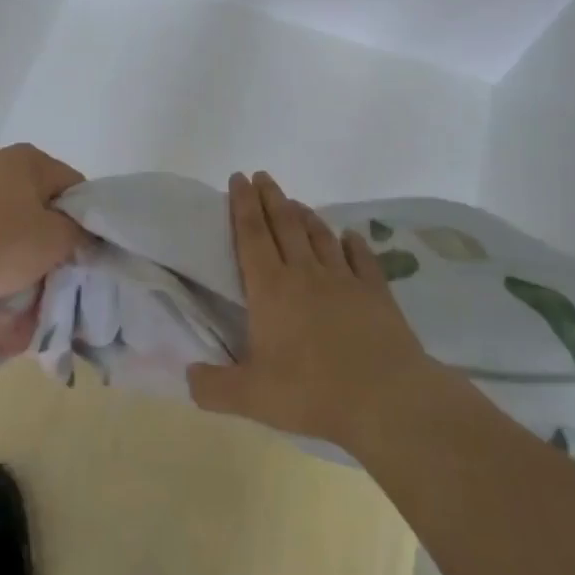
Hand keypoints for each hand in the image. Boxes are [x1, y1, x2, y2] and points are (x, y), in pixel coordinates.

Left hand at [0, 143, 86, 309]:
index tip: (80, 248)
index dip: (83, 217)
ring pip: (9, 213)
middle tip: (52, 262)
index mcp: (28, 158)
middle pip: (38, 198)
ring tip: (19, 272)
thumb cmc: (1, 244)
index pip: (73, 185)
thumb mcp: (56, 240)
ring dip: (19, 238)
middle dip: (48, 229)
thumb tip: (80, 232)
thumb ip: (79, 231)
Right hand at [188, 172, 435, 455]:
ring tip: (295, 201)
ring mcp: (344, 280)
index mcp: (270, 290)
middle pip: (284, 225)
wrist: (387, 399)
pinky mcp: (376, 293)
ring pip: (320, 236)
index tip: (238, 178)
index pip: (251, 236)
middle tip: (262, 176)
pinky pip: (361, 259)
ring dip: (305, 215)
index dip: (242, 205)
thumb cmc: (312, 392)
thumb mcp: (251, 398)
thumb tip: (187, 375)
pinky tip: (349, 236)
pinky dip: (352, 244)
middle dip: (270, 197)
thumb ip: (213, 387)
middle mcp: (305, 274)